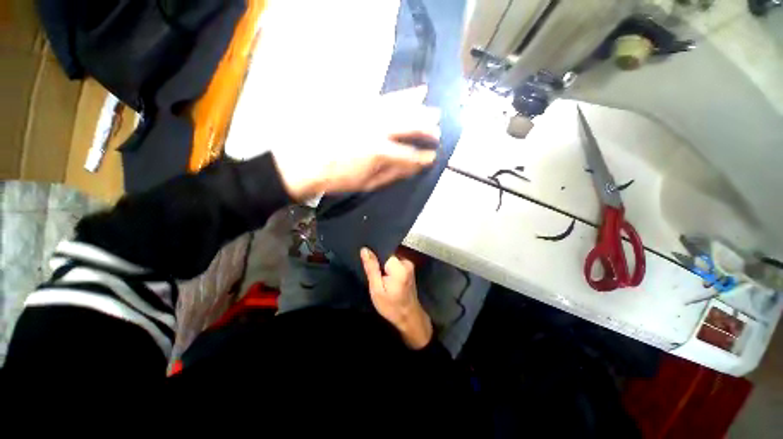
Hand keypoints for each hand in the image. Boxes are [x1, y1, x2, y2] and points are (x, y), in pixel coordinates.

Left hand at [271, 86, 439, 200]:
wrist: (303, 162)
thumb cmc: (338, 178)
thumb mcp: (367, 183)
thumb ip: (393, 174)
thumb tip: (414, 168)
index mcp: (380, 153)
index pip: (410, 155)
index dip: (424, 157)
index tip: (433, 157)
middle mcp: (378, 129)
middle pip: (410, 126)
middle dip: (427, 129)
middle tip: (438, 133)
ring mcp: (368, 113)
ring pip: (402, 107)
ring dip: (422, 110)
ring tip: (435, 112)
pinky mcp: (359, 103)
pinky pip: (387, 97)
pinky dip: (404, 95)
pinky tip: (417, 91)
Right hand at [360, 247, 432, 349]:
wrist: (409, 316)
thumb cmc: (391, 306)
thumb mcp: (377, 290)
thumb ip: (371, 268)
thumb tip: (365, 250)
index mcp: (399, 267)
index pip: (383, 250)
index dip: (374, 255)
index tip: (367, 262)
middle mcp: (406, 262)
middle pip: (388, 253)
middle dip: (378, 259)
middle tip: (373, 272)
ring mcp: (409, 264)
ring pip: (391, 257)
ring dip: (383, 264)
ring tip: (378, 274)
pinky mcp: (409, 267)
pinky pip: (395, 261)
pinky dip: (388, 266)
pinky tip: (384, 275)